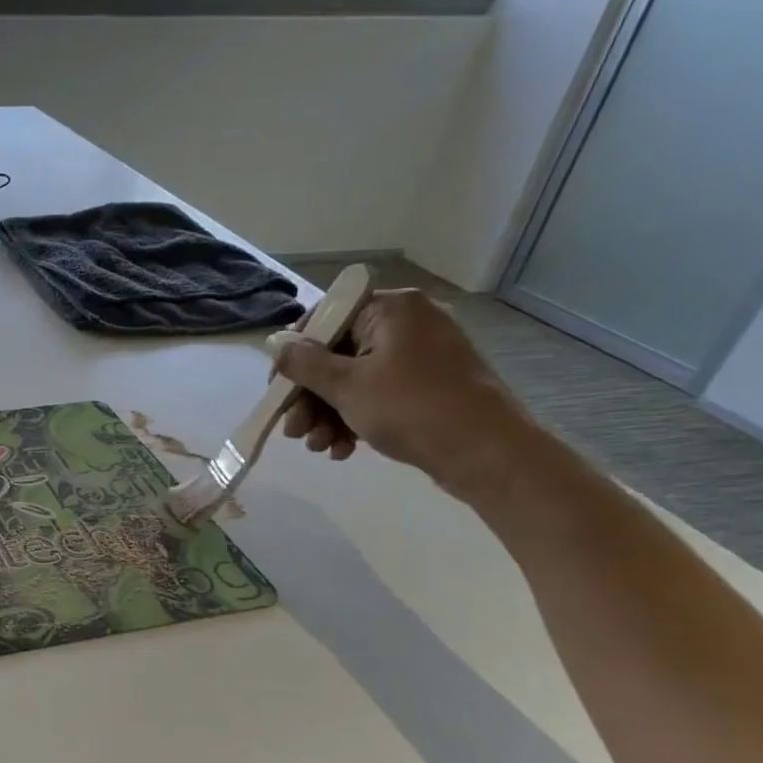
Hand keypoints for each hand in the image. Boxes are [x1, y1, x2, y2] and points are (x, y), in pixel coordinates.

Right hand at [270, 289, 535, 496]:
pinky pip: (378, 395)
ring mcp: (420, 357)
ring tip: (318, 447)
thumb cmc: (411, 408)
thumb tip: (274, 342)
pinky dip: (355, 420)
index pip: (325, 319)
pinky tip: (343, 450)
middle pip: (336, 355)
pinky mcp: (428, 386)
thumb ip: (304, 362)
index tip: (277, 389)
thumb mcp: (346, 385)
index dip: (294, 354)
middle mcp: (407, 324)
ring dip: (327, 415)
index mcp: (391, 309)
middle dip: (309, 397)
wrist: (487, 453)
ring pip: (353, 380)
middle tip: (293, 430)